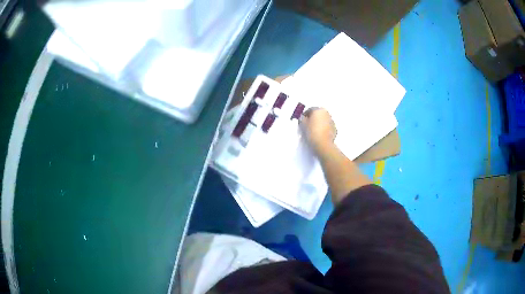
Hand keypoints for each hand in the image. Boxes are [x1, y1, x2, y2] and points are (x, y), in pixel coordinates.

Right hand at [300, 107, 336, 154]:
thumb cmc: (312, 132)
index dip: (305, 115)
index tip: (302, 120)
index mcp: (319, 110)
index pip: (310, 110)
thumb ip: (302, 119)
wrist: (323, 144)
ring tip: (313, 130)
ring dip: (319, 122)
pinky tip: (319, 134)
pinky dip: (323, 128)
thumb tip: (303, 118)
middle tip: (307, 125)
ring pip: (323, 120)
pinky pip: (327, 126)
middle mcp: (326, 113)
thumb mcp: (303, 125)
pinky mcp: (334, 128)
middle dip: (313, 118)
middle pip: (318, 114)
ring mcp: (332, 121)